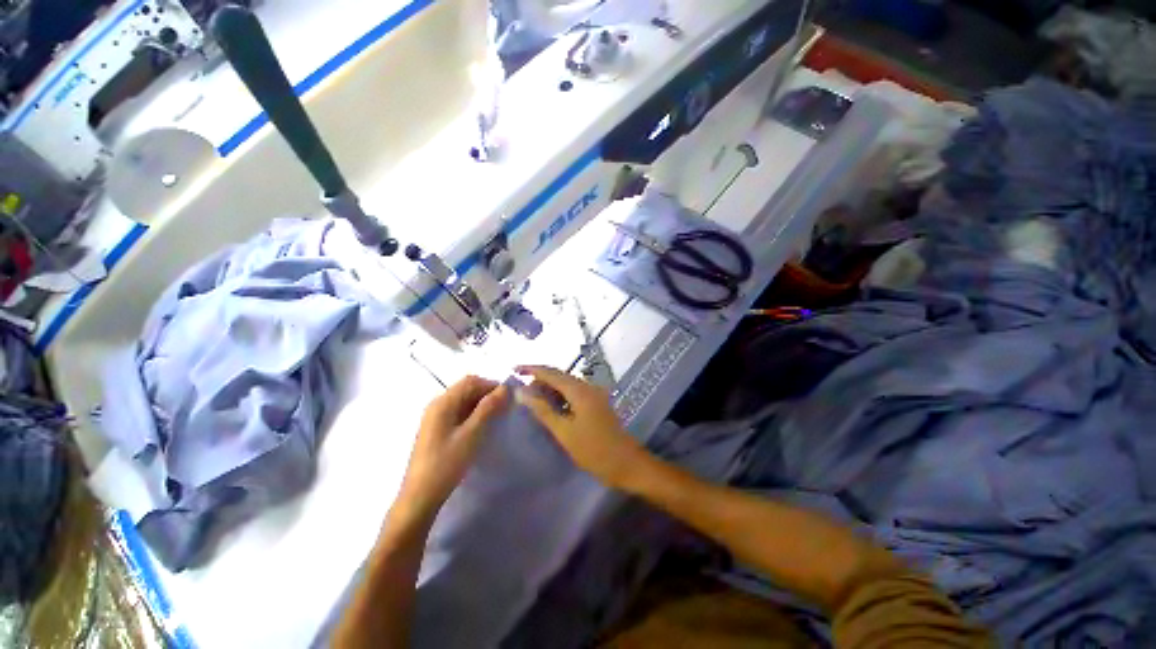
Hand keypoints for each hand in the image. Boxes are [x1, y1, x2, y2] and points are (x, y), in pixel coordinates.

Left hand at [397, 376, 508, 517]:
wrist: (420, 496)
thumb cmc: (446, 463)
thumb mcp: (472, 434)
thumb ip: (488, 408)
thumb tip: (505, 388)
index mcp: (443, 402)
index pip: (471, 381)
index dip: (491, 385)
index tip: (508, 398)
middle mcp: (438, 404)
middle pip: (466, 388)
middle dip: (487, 394)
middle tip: (504, 409)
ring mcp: (435, 417)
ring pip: (463, 401)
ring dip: (481, 404)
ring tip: (496, 418)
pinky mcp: (437, 429)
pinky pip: (458, 412)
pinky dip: (473, 414)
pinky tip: (481, 427)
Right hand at [515, 365, 648, 487]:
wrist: (626, 463)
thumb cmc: (593, 450)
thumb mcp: (564, 431)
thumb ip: (542, 409)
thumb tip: (522, 392)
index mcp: (579, 390)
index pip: (551, 372)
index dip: (531, 369)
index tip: (513, 369)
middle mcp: (587, 386)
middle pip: (559, 376)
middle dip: (539, 380)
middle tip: (521, 392)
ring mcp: (594, 394)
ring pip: (566, 384)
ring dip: (549, 389)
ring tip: (532, 400)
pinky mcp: (596, 403)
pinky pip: (573, 393)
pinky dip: (560, 397)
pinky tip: (551, 407)